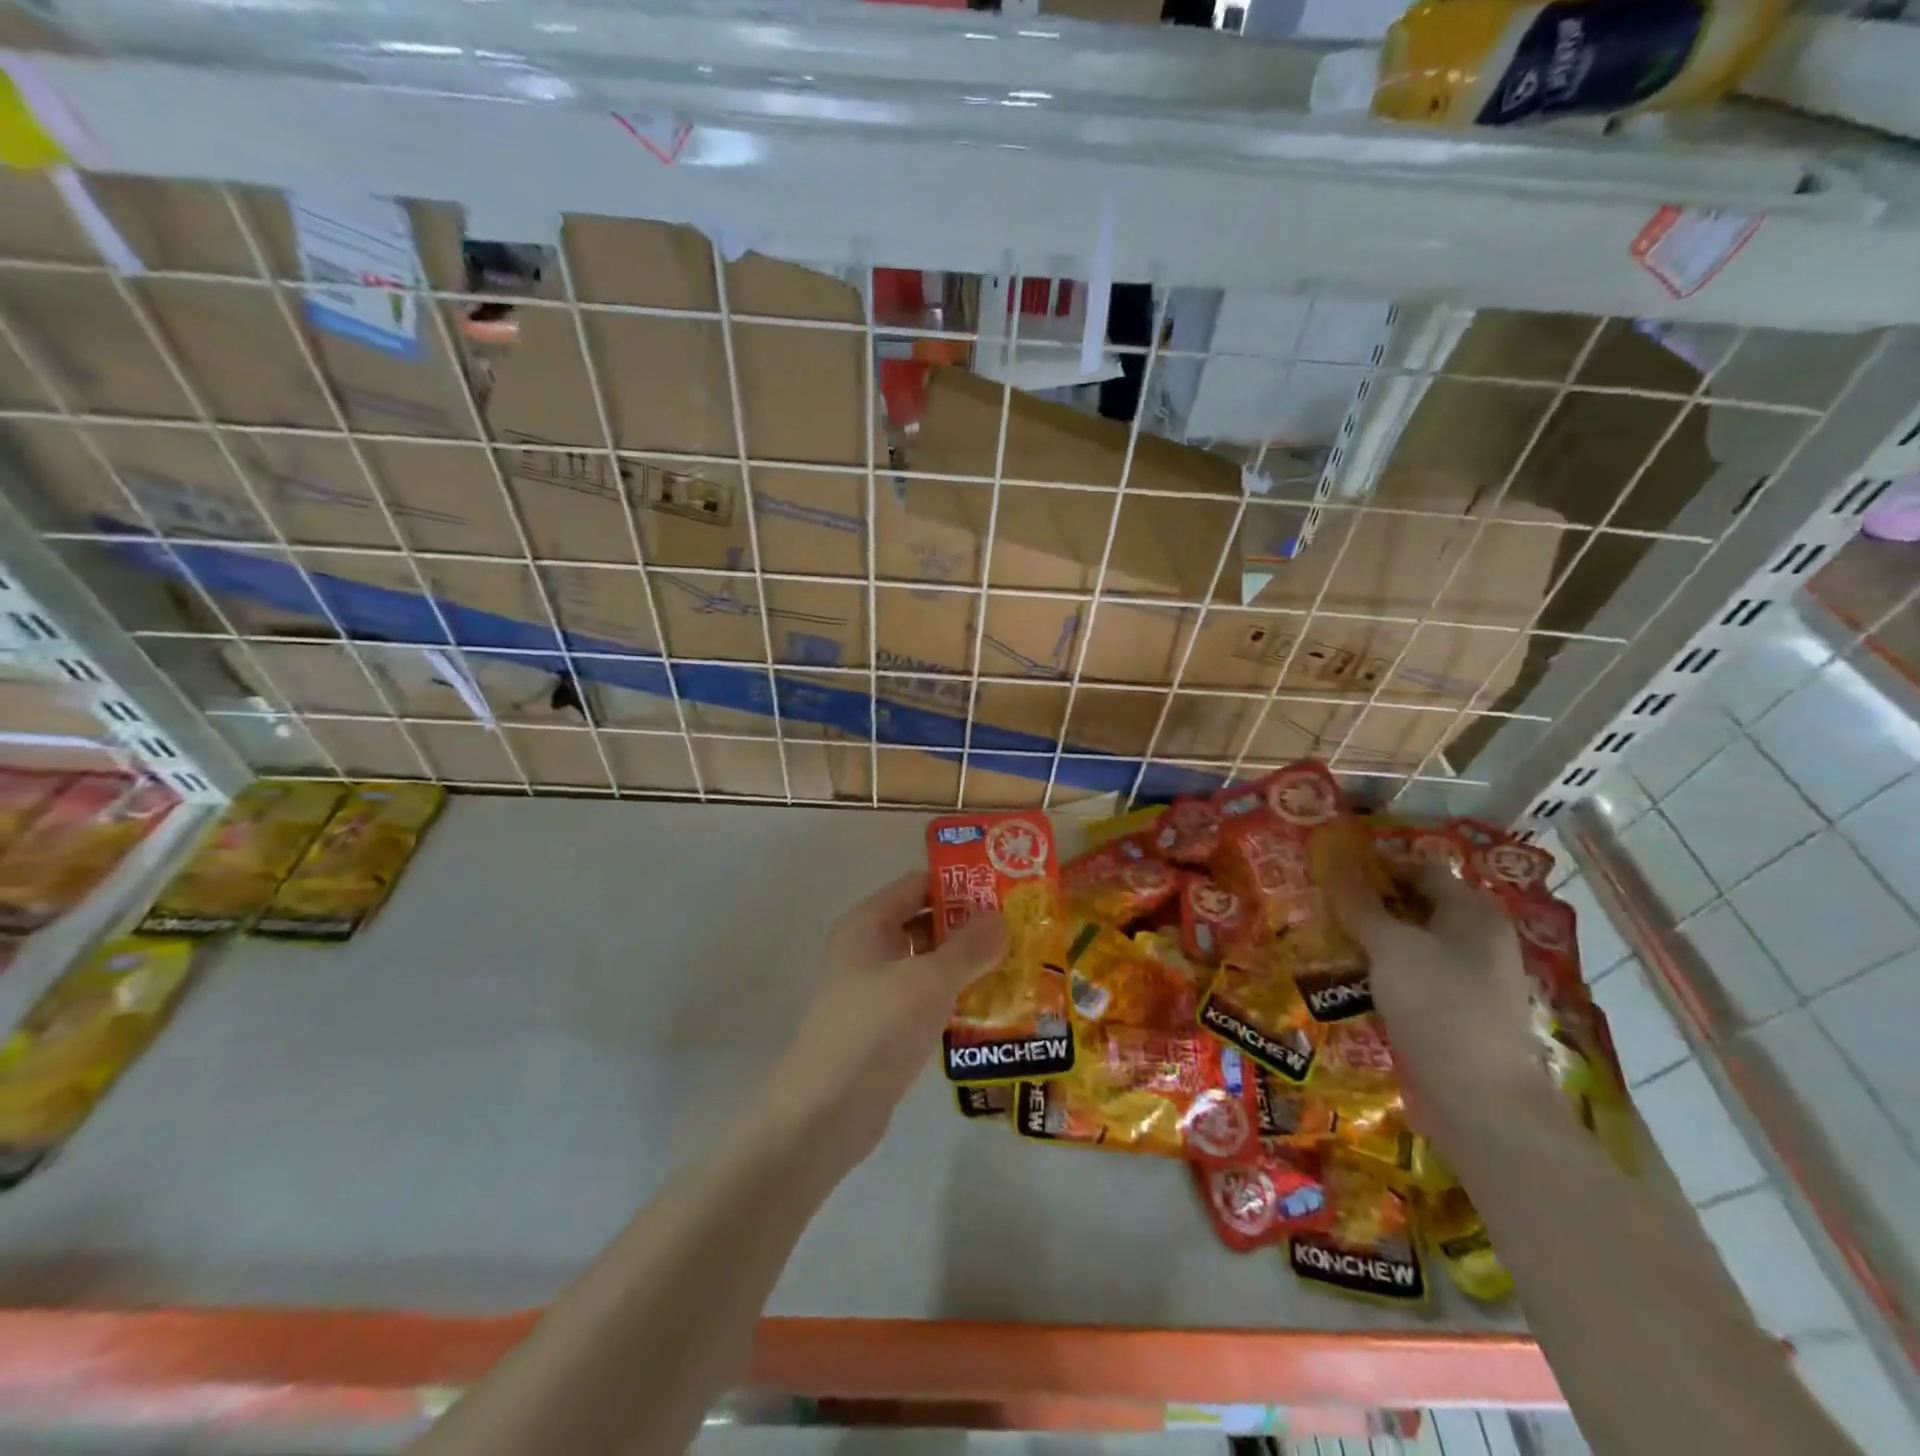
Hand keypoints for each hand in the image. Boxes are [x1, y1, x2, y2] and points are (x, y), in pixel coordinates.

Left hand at [759, 870, 1008, 1169]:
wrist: (827, 1112)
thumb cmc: (876, 1029)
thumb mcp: (929, 981)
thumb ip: (968, 947)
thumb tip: (1001, 918)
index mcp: (867, 924)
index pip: (916, 885)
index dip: (958, 884)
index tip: (1002, 891)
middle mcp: (867, 949)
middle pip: (923, 922)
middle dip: (968, 926)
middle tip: (1017, 930)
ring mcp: (873, 990)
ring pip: (926, 964)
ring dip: (964, 964)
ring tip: (1015, 965)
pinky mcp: (883, 1027)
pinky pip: (923, 999)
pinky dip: (952, 997)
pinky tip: (990, 1007)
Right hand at [1325, 856, 1553, 1148]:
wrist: (1480, 1103)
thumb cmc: (1440, 1006)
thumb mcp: (1391, 946)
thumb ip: (1360, 903)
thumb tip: (1332, 859)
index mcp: (1474, 913)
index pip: (1420, 869)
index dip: (1376, 866)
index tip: (1328, 869)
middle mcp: (1476, 940)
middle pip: (1413, 907)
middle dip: (1367, 904)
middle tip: (1317, 902)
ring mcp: (1466, 980)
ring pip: (1408, 946)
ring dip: (1368, 941)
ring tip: (1319, 936)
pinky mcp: (1450, 1014)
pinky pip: (1407, 980)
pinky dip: (1377, 974)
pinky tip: (1343, 977)